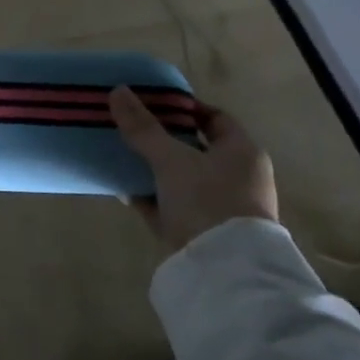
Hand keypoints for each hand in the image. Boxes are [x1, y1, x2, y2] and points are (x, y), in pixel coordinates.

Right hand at [109, 87, 278, 251]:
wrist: (223, 269)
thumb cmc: (207, 200)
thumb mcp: (171, 159)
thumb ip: (143, 128)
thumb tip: (117, 90)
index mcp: (242, 152)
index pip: (214, 117)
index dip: (183, 107)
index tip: (150, 103)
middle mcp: (237, 176)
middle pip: (194, 148)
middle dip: (160, 138)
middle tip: (129, 127)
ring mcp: (220, 206)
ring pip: (180, 178)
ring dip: (153, 168)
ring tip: (120, 155)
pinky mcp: (202, 231)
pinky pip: (171, 205)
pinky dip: (151, 197)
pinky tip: (124, 190)